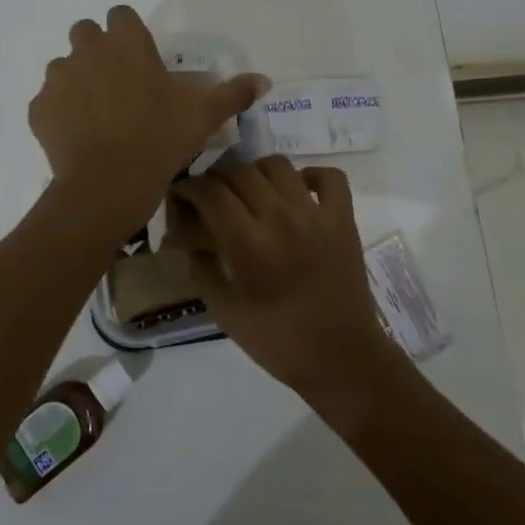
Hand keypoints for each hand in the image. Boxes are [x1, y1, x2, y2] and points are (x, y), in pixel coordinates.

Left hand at [28, 5, 268, 231]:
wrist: (107, 184)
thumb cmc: (160, 139)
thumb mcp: (204, 115)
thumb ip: (234, 93)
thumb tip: (265, 80)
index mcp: (126, 43)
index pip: (121, 14)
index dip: (129, 33)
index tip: (141, 59)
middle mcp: (87, 50)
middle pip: (86, 32)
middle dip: (98, 49)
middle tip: (119, 83)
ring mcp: (58, 79)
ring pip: (63, 67)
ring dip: (77, 80)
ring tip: (97, 114)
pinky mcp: (38, 110)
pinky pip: (48, 103)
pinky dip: (60, 113)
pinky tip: (78, 137)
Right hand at [169, 158, 404, 405]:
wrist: (341, 358)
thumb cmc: (278, 341)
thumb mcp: (224, 313)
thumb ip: (201, 269)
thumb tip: (188, 239)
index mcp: (249, 244)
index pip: (211, 193)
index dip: (189, 187)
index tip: (181, 194)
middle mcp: (281, 218)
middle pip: (241, 172)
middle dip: (217, 179)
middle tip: (211, 196)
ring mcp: (316, 214)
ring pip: (279, 165)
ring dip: (256, 172)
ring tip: (250, 191)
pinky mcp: (344, 218)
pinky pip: (329, 176)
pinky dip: (311, 175)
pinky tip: (298, 192)